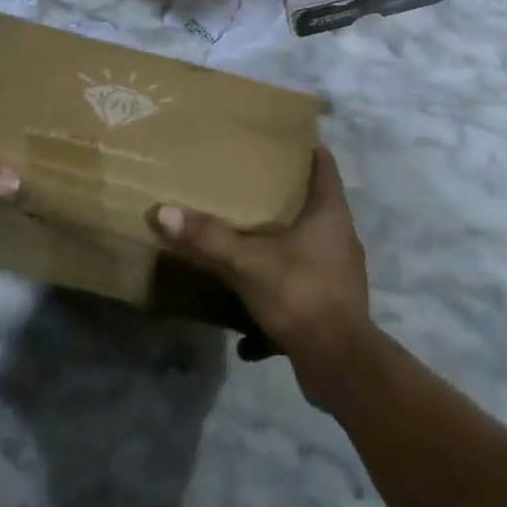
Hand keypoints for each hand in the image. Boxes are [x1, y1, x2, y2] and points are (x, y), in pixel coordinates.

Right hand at [153, 148, 374, 408]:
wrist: (340, 365)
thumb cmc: (301, 294)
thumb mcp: (248, 263)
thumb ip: (209, 239)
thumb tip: (165, 211)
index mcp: (330, 211)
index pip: (324, 164)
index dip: (306, 149)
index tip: (280, 141)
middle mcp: (341, 236)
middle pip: (316, 204)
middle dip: (287, 197)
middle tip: (252, 187)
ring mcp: (341, 272)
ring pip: (309, 248)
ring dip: (282, 248)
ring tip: (249, 244)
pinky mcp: (334, 306)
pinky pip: (303, 288)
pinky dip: (279, 296)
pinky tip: (249, 327)